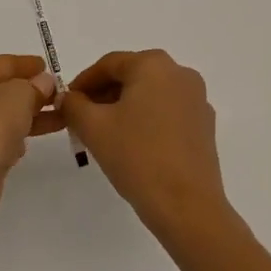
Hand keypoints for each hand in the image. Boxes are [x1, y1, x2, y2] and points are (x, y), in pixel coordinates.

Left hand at [0, 55, 59, 201]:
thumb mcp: (19, 96)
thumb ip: (35, 85)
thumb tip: (44, 82)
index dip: (27, 65)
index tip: (49, 68)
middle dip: (28, 93)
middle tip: (57, 96)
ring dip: (23, 118)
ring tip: (56, 120)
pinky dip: (6, 140)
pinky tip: (25, 147)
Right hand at [62, 50, 229, 242]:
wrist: (186, 206)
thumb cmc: (137, 157)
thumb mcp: (93, 127)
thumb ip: (73, 105)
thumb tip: (68, 98)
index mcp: (154, 65)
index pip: (109, 64)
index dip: (83, 82)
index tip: (66, 102)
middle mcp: (180, 73)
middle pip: (131, 76)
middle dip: (103, 95)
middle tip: (80, 119)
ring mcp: (197, 99)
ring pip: (150, 94)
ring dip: (124, 108)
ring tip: (103, 134)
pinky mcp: (204, 125)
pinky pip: (167, 112)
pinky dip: (146, 120)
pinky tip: (132, 144)